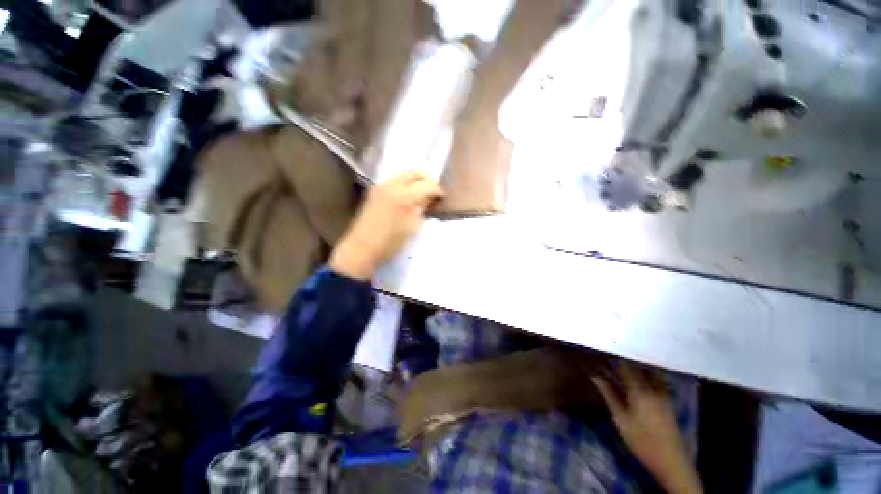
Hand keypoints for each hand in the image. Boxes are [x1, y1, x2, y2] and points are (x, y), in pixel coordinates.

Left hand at [330, 171, 442, 279]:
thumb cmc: (391, 243)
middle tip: (433, 191)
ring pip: (404, 175)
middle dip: (427, 179)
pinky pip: (394, 181)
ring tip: (422, 193)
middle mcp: (392, 185)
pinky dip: (405, 184)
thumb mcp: (413, 227)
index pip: (427, 185)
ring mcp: (381, 186)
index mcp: (404, 196)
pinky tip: (408, 196)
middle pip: (414, 173)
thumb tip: (429, 199)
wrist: (362, 248)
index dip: (437, 190)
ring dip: (415, 181)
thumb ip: (421, 208)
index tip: (442, 197)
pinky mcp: (375, 191)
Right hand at [592, 362, 702, 493]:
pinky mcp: (669, 400)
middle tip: (614, 356)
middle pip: (639, 366)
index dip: (615, 356)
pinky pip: (658, 380)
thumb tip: (595, 376)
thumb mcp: (620, 419)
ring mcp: (663, 393)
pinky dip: (648, 374)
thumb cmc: (641, 440)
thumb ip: (609, 395)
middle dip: (626, 359)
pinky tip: (642, 377)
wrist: (670, 460)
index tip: (606, 350)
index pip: (626, 366)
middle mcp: (653, 388)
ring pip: (650, 371)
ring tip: (626, 363)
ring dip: (638, 365)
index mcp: (639, 391)